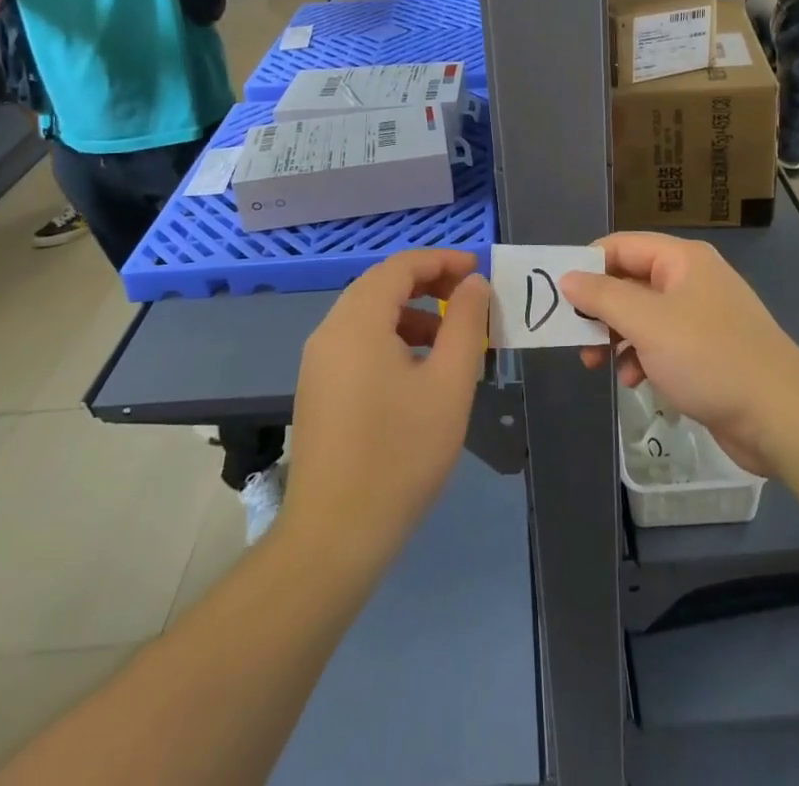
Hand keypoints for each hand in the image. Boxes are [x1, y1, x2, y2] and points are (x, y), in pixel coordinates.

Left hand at [281, 250, 490, 576]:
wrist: (334, 537)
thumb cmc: (400, 454)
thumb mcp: (449, 384)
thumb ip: (467, 324)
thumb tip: (474, 284)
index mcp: (358, 321)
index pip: (401, 266)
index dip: (443, 260)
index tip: (479, 271)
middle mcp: (330, 330)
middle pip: (383, 285)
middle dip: (430, 284)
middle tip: (471, 300)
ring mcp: (319, 361)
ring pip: (370, 314)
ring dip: (413, 313)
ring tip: (452, 339)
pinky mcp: (319, 387)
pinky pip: (359, 341)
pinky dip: (393, 338)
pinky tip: (420, 371)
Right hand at [562, 234, 798, 475]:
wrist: (780, 416)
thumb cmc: (709, 357)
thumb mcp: (647, 323)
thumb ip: (603, 297)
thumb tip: (567, 276)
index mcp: (681, 260)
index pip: (621, 245)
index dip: (587, 264)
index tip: (558, 293)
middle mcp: (691, 280)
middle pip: (630, 281)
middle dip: (600, 309)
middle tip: (574, 336)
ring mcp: (701, 317)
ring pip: (642, 316)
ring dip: (617, 337)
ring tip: (598, 364)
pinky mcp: (707, 351)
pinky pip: (661, 343)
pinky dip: (641, 357)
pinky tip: (634, 381)